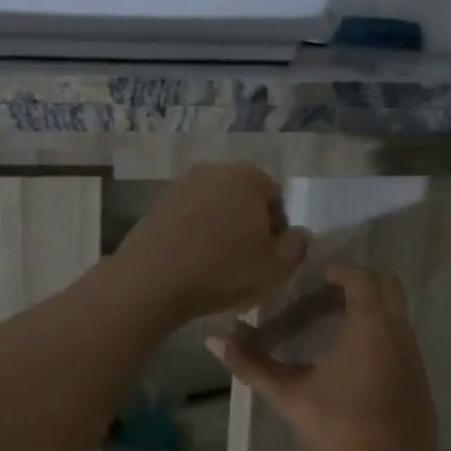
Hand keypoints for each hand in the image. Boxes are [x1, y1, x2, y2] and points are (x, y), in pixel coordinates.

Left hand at [111, 163, 310, 321]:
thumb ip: (298, 246)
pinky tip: (191, 263)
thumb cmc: (223, 271)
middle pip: (243, 200)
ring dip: (220, 231)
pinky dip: (194, 236)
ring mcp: (181, 185)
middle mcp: (214, 169)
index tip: (269, 261)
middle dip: (248, 228)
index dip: (278, 234)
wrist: (152, 281)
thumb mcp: (277, 268)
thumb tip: (298, 234)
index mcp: (249, 176)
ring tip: (215, 266)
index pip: (277, 201)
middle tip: (245, 264)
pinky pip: (188, 219)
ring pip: (214, 209)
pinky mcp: (156, 204)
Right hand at [209, 261, 444, 450]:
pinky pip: (397, 333)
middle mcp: (397, 329)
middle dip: (354, 281)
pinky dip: (376, 328)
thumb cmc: (343, 427)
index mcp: (370, 324)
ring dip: (365, 306)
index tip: (310, 275)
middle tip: (319, 293)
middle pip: (384, 284)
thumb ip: (253, 364)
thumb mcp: (290, 395)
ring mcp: (412, 351)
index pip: (360, 276)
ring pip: (393, 310)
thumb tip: (214, 338)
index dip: (336, 269)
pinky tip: (349, 356)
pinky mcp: (417, 373)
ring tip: (327, 322)